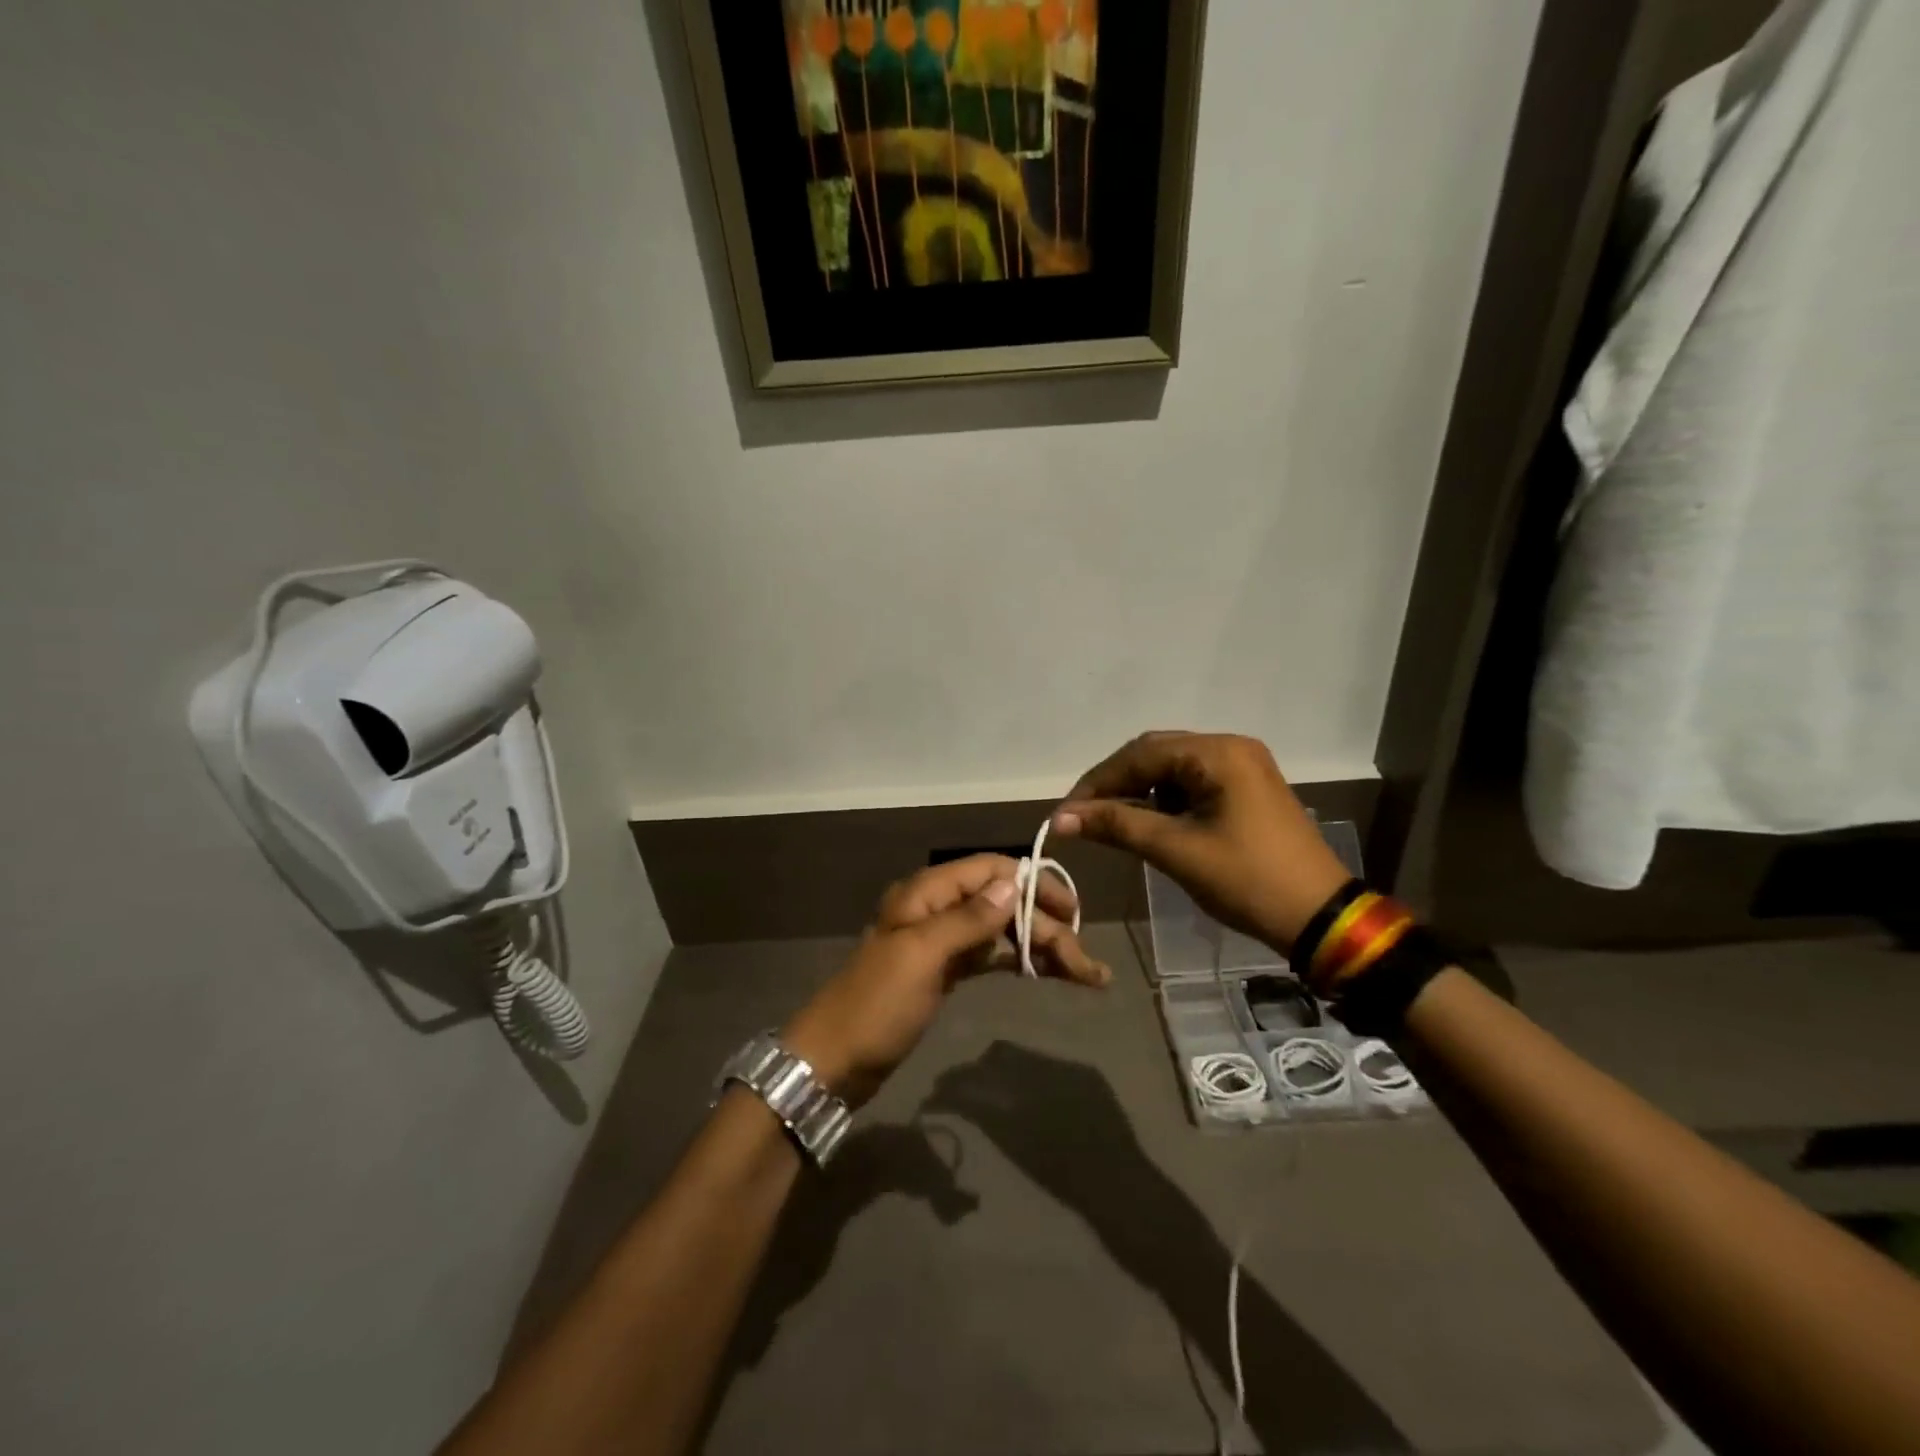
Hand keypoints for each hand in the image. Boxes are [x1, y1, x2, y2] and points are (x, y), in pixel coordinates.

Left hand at [781, 855, 1108, 1108]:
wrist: (833, 1062)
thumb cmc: (876, 1005)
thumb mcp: (921, 956)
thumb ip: (968, 919)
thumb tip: (1013, 882)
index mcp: (927, 893)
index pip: (991, 870)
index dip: (1034, 883)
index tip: (1073, 910)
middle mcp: (937, 909)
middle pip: (1002, 904)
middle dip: (1047, 928)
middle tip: (1087, 965)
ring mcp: (941, 942)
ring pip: (1000, 931)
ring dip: (1039, 947)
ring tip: (1082, 974)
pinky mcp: (944, 972)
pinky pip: (989, 956)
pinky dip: (1017, 961)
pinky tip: (1045, 973)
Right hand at [1050, 731, 1350, 952]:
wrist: (1320, 918)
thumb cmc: (1246, 880)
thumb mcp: (1176, 850)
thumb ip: (1117, 825)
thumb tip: (1060, 818)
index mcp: (1218, 753)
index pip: (1140, 753)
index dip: (1098, 782)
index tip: (1066, 813)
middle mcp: (1231, 748)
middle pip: (1156, 754)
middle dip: (1117, 784)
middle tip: (1084, 816)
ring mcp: (1243, 767)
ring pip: (1173, 769)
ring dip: (1140, 792)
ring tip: (1113, 823)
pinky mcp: (1248, 789)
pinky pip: (1193, 783)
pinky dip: (1165, 801)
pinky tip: (1150, 824)